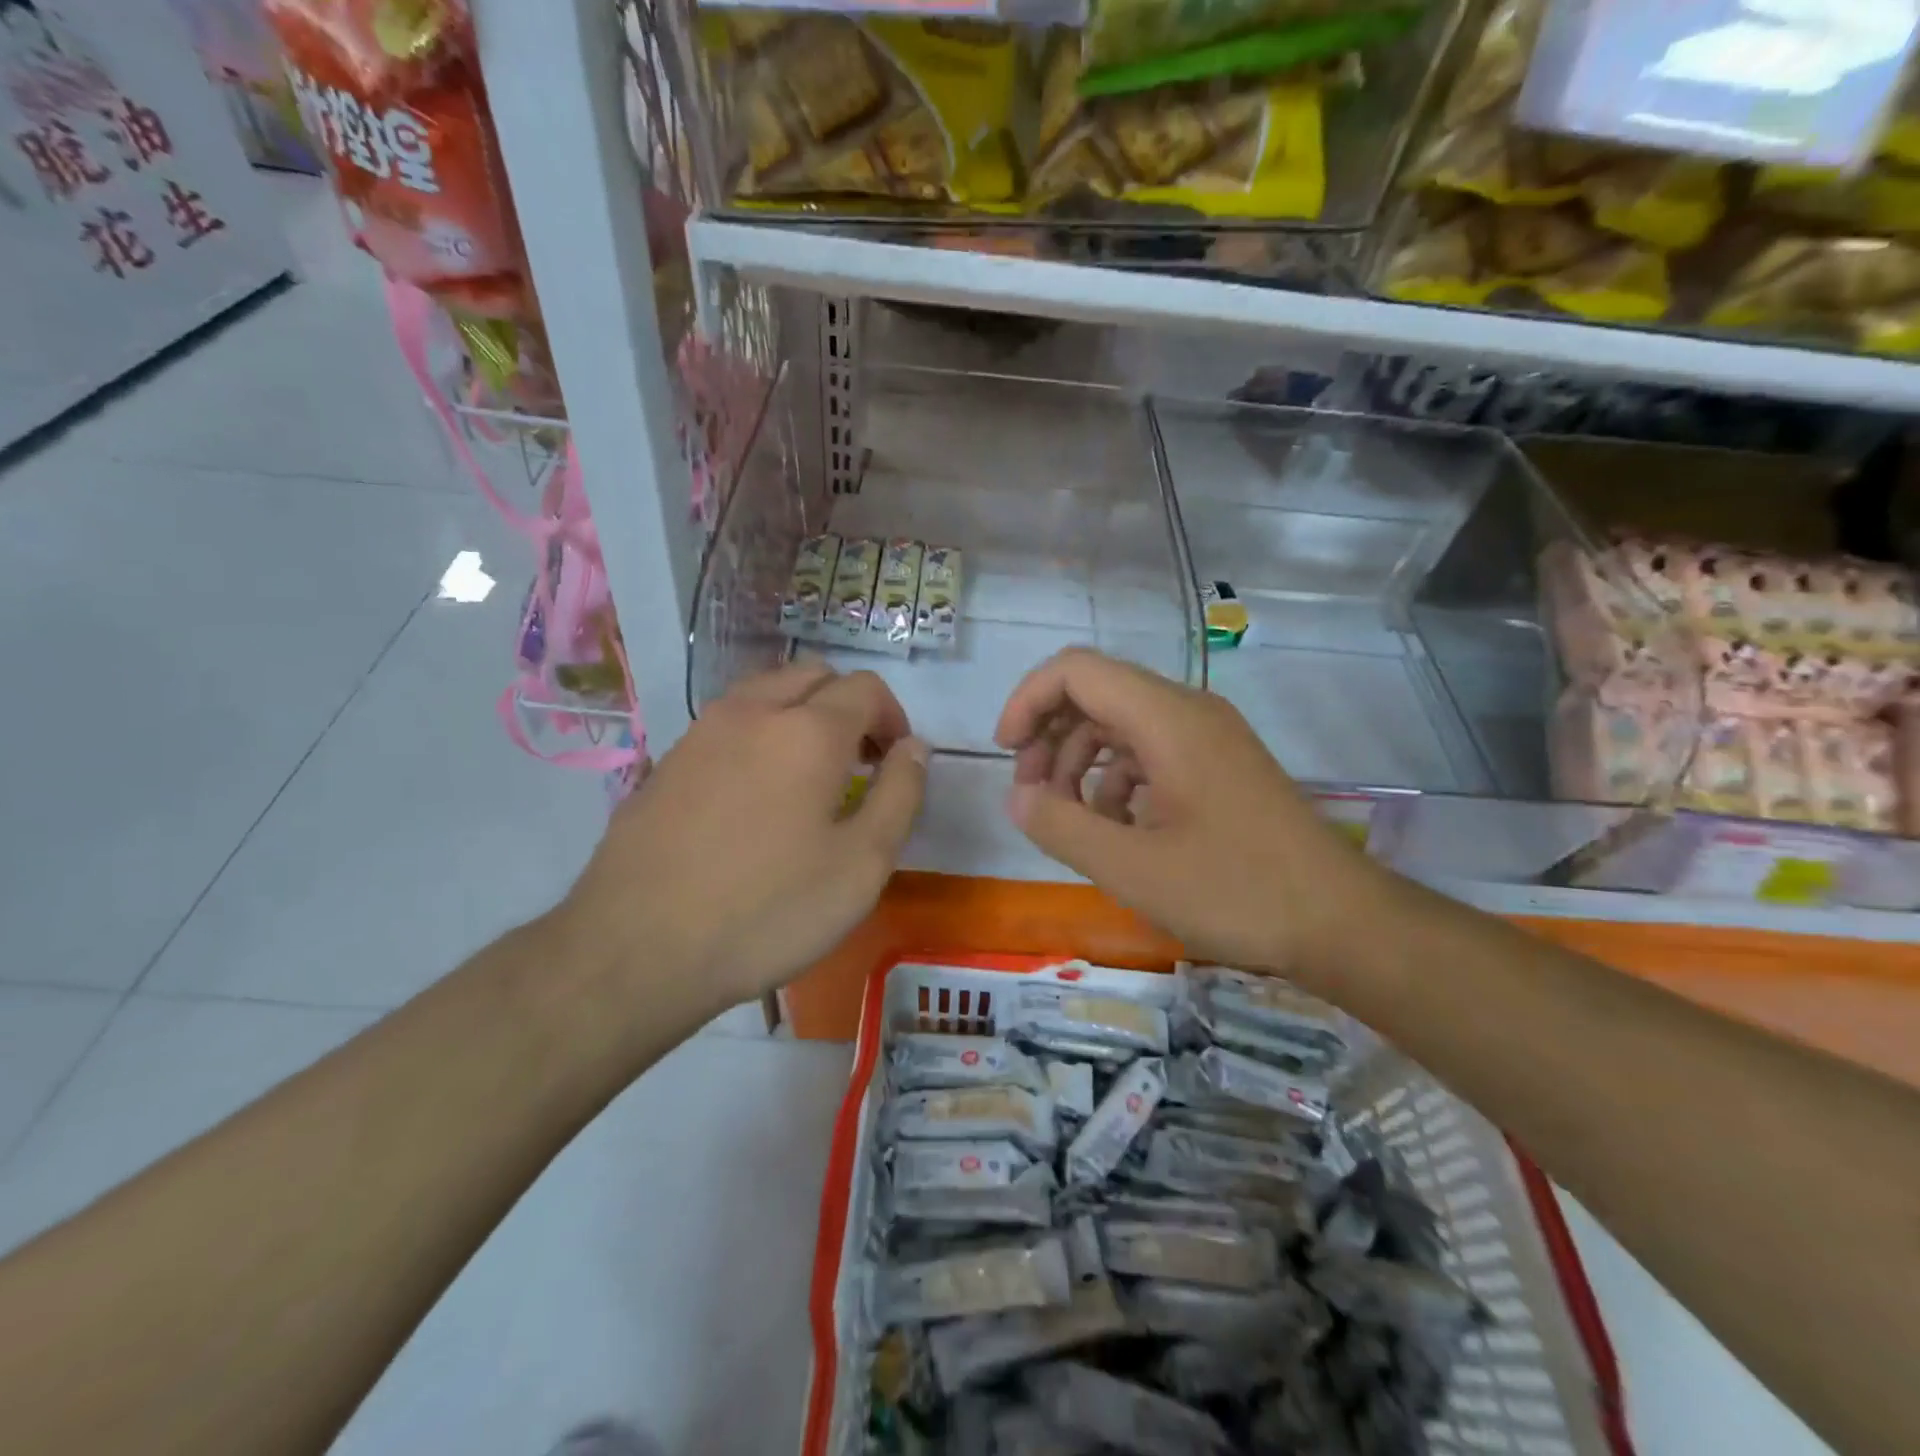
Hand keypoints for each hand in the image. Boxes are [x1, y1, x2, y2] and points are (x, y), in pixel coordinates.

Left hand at [561, 663, 927, 1011]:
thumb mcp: (862, 864)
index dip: (893, 717)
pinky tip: (755, 795)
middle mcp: (753, 711)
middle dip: (848, 705)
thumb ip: (900, 795)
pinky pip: (728, 721)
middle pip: (814, 674)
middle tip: (859, 763)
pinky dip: (760, 733)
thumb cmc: (768, 910)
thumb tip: (915, 747)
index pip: (866, 688)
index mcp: (808, 730)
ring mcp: (702, 731)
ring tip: (809, 774)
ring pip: (766, 690)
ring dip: (801, 713)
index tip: (895, 763)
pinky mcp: (668, 759)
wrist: (638, 948)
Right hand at [995, 648, 1392, 985]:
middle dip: (1049, 735)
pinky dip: (1115, 780)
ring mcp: (1207, 738)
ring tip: (1068, 818)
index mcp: (1167, 718)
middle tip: (1031, 794)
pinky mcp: (1218, 766)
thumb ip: (1060, 826)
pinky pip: (1149, 753)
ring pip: (1121, 724)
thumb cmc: (1235, 890)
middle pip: (1096, 693)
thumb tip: (1017, 797)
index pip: (1076, 671)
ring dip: (1079, 761)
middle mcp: (1187, 712)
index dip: (1028, 701)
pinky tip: (1113, 828)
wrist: (1340, 922)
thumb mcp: (1131, 867)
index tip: (1006, 754)